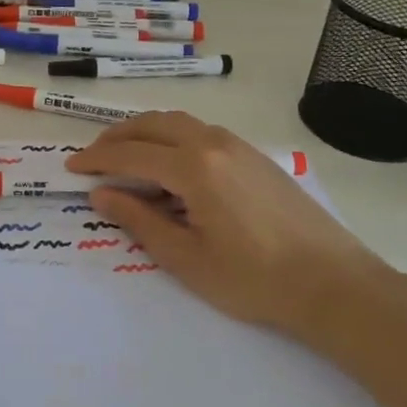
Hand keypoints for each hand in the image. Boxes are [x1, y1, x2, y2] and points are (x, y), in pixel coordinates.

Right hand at [66, 111, 394, 351]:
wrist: (335, 285)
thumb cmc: (254, 279)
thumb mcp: (186, 258)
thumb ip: (140, 220)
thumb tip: (102, 194)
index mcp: (193, 167)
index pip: (130, 153)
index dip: (96, 159)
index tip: (71, 167)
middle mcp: (213, 143)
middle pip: (152, 124)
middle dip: (116, 136)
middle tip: (93, 157)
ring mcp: (238, 145)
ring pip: (178, 122)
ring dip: (144, 132)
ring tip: (125, 155)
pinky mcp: (255, 156)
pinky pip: (200, 131)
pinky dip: (171, 137)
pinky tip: (169, 164)